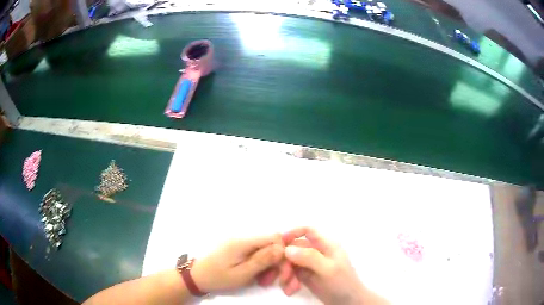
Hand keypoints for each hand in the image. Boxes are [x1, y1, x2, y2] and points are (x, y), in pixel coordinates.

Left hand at [191, 234, 283, 293]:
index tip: (283, 270)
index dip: (283, 252)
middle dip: (276, 262)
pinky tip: (257, 276)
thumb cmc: (218, 277)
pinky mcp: (237, 248)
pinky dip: (260, 264)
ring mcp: (240, 242)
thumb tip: (282, 249)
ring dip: (269, 265)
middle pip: (270, 244)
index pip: (274, 237)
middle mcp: (243, 237)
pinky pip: (256, 253)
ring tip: (263, 281)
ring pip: (265, 249)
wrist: (196, 276)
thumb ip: (262, 260)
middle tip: (272, 280)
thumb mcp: (242, 274)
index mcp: (243, 241)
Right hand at [280, 227, 387, 304]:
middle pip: (294, 249)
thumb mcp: (328, 269)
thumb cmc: (342, 282)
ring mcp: (310, 264)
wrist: (347, 302)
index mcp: (326, 245)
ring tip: (289, 289)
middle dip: (286, 263)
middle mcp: (317, 252)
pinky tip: (291, 291)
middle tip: (284, 277)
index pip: (307, 231)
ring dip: (286, 275)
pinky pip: (291, 274)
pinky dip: (288, 282)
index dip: (293, 232)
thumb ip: (309, 257)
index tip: (278, 243)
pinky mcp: (306, 276)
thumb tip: (287, 249)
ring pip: (290, 263)